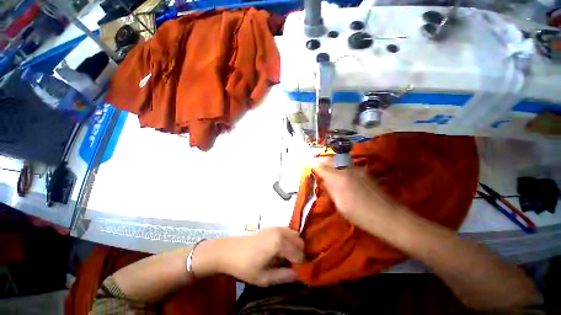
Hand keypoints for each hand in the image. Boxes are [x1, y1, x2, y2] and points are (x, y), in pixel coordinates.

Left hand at [193, 227, 304, 286]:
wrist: (230, 251)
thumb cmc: (246, 266)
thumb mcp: (265, 278)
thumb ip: (285, 276)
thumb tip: (300, 275)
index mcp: (279, 243)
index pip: (299, 254)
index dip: (302, 266)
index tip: (300, 274)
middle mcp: (281, 231)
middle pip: (300, 242)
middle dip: (301, 255)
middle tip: (295, 267)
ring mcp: (277, 227)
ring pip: (295, 235)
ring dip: (296, 246)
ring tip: (290, 259)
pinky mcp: (273, 226)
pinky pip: (288, 231)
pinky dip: (291, 240)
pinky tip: (283, 250)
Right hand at [312, 159, 397, 233]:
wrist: (388, 215)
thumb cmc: (360, 215)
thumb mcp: (340, 205)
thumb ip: (331, 190)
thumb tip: (324, 181)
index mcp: (338, 179)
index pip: (322, 168)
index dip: (315, 166)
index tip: (311, 165)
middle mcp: (347, 170)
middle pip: (331, 160)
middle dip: (322, 160)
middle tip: (317, 162)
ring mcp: (357, 169)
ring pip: (340, 160)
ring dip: (331, 161)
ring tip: (326, 164)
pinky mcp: (365, 172)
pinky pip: (348, 165)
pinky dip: (340, 165)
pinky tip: (340, 170)